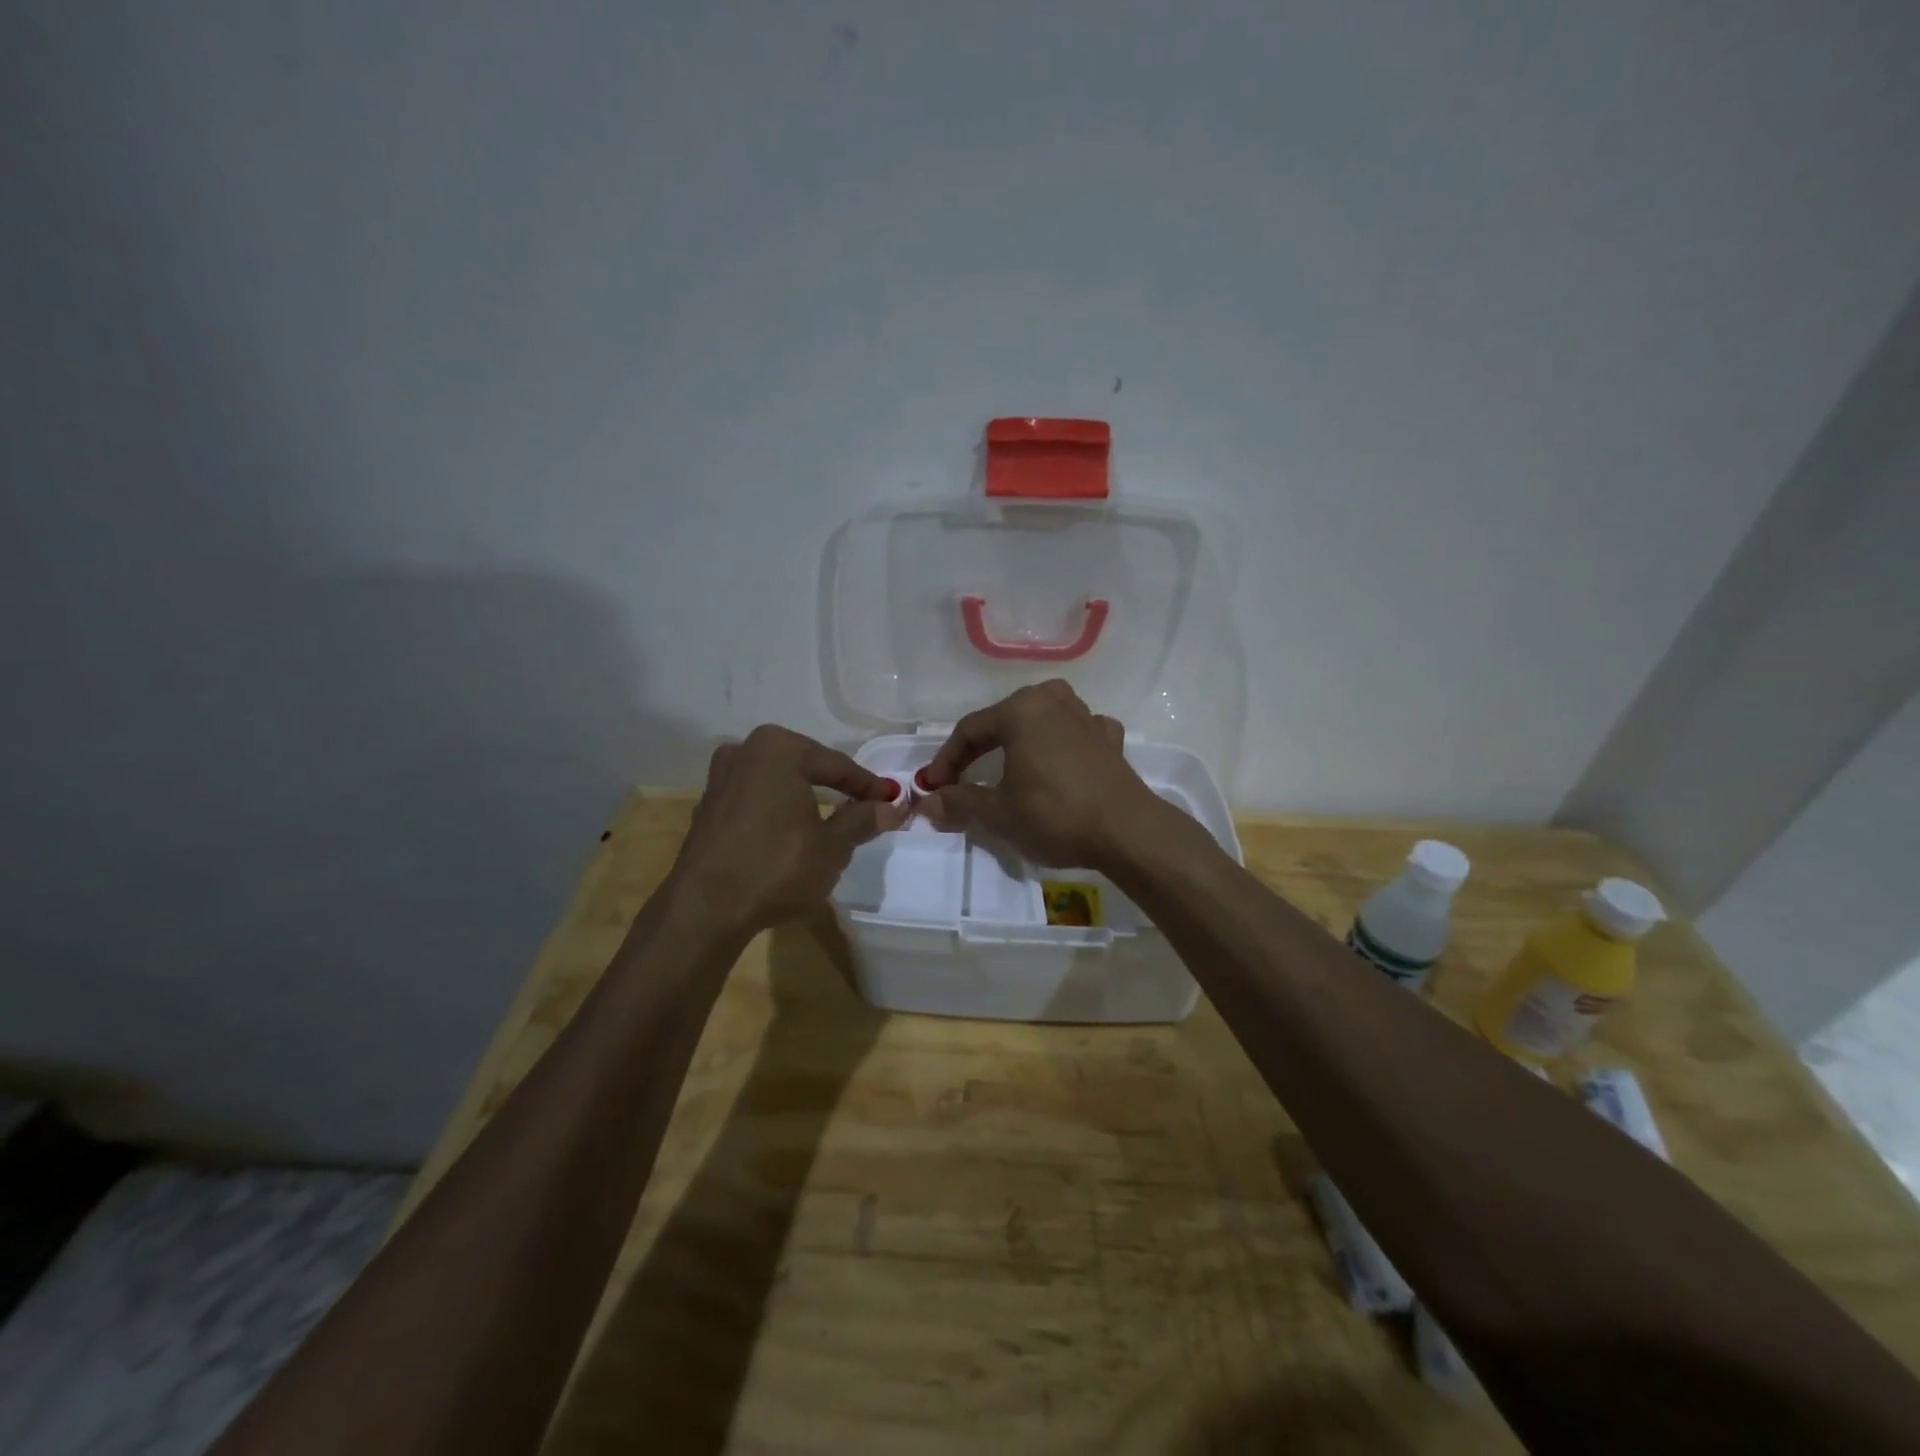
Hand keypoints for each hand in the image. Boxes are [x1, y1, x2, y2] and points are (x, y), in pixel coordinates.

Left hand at [672, 725, 907, 932]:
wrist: (705, 909)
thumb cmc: (777, 866)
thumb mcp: (832, 846)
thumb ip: (863, 820)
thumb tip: (892, 807)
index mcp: (778, 748)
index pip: (836, 765)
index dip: (868, 785)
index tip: (892, 799)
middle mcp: (744, 751)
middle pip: (805, 768)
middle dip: (834, 787)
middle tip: (864, 806)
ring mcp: (719, 779)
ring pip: (778, 784)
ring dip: (804, 800)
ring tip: (830, 820)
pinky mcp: (707, 809)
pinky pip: (756, 802)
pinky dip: (778, 812)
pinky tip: (791, 834)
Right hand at [916, 680, 1168, 869]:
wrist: (1127, 831)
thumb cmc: (1055, 814)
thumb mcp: (999, 812)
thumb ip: (960, 801)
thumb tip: (927, 803)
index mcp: (1021, 709)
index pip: (970, 730)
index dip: (946, 760)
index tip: (933, 787)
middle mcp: (1053, 700)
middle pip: (1004, 720)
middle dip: (980, 750)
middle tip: (962, 778)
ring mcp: (1087, 716)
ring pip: (1042, 721)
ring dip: (1021, 742)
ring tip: (1008, 766)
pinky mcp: (1110, 739)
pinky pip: (1075, 733)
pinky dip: (1060, 745)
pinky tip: (1060, 762)